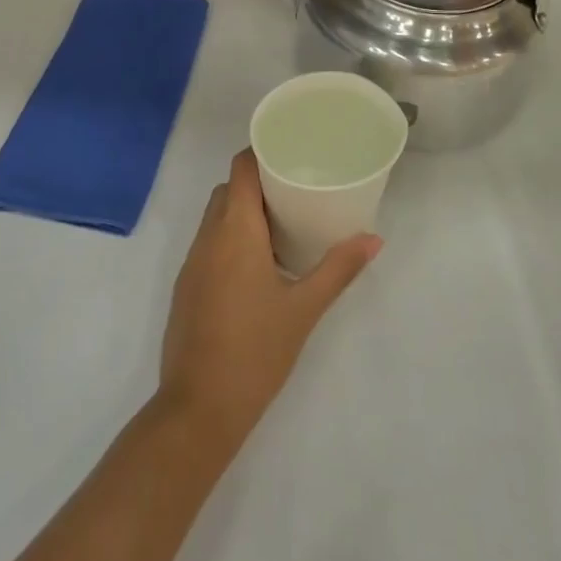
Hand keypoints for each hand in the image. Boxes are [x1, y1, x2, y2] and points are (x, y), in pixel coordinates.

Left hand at [158, 151, 378, 449]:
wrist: (198, 409)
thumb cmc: (255, 351)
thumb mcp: (304, 309)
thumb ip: (338, 269)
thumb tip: (374, 238)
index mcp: (235, 230)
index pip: (241, 167)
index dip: (261, 152)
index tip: (290, 152)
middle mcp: (208, 236)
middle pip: (229, 188)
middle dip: (258, 182)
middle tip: (295, 189)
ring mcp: (192, 261)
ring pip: (216, 215)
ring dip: (243, 210)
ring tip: (282, 223)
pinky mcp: (186, 285)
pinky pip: (208, 242)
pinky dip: (230, 237)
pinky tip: (257, 263)